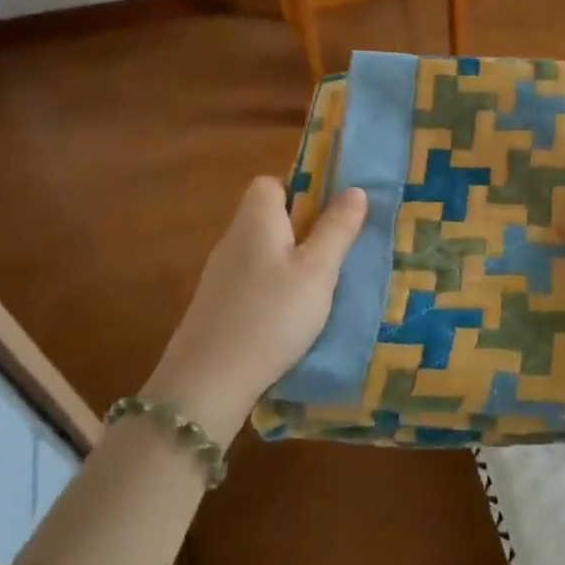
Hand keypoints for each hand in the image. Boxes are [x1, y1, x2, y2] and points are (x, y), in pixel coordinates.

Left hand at [141, 177, 367, 441]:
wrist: (209, 381)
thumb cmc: (272, 314)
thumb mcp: (318, 270)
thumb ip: (337, 228)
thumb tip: (355, 189)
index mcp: (255, 220)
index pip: (270, 183)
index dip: (300, 191)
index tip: (330, 215)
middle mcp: (233, 240)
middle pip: (268, 218)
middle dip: (303, 230)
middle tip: (338, 254)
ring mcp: (220, 276)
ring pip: (263, 253)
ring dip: (292, 264)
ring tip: (323, 288)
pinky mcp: (218, 307)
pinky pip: (254, 282)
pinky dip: (275, 290)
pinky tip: (294, 317)